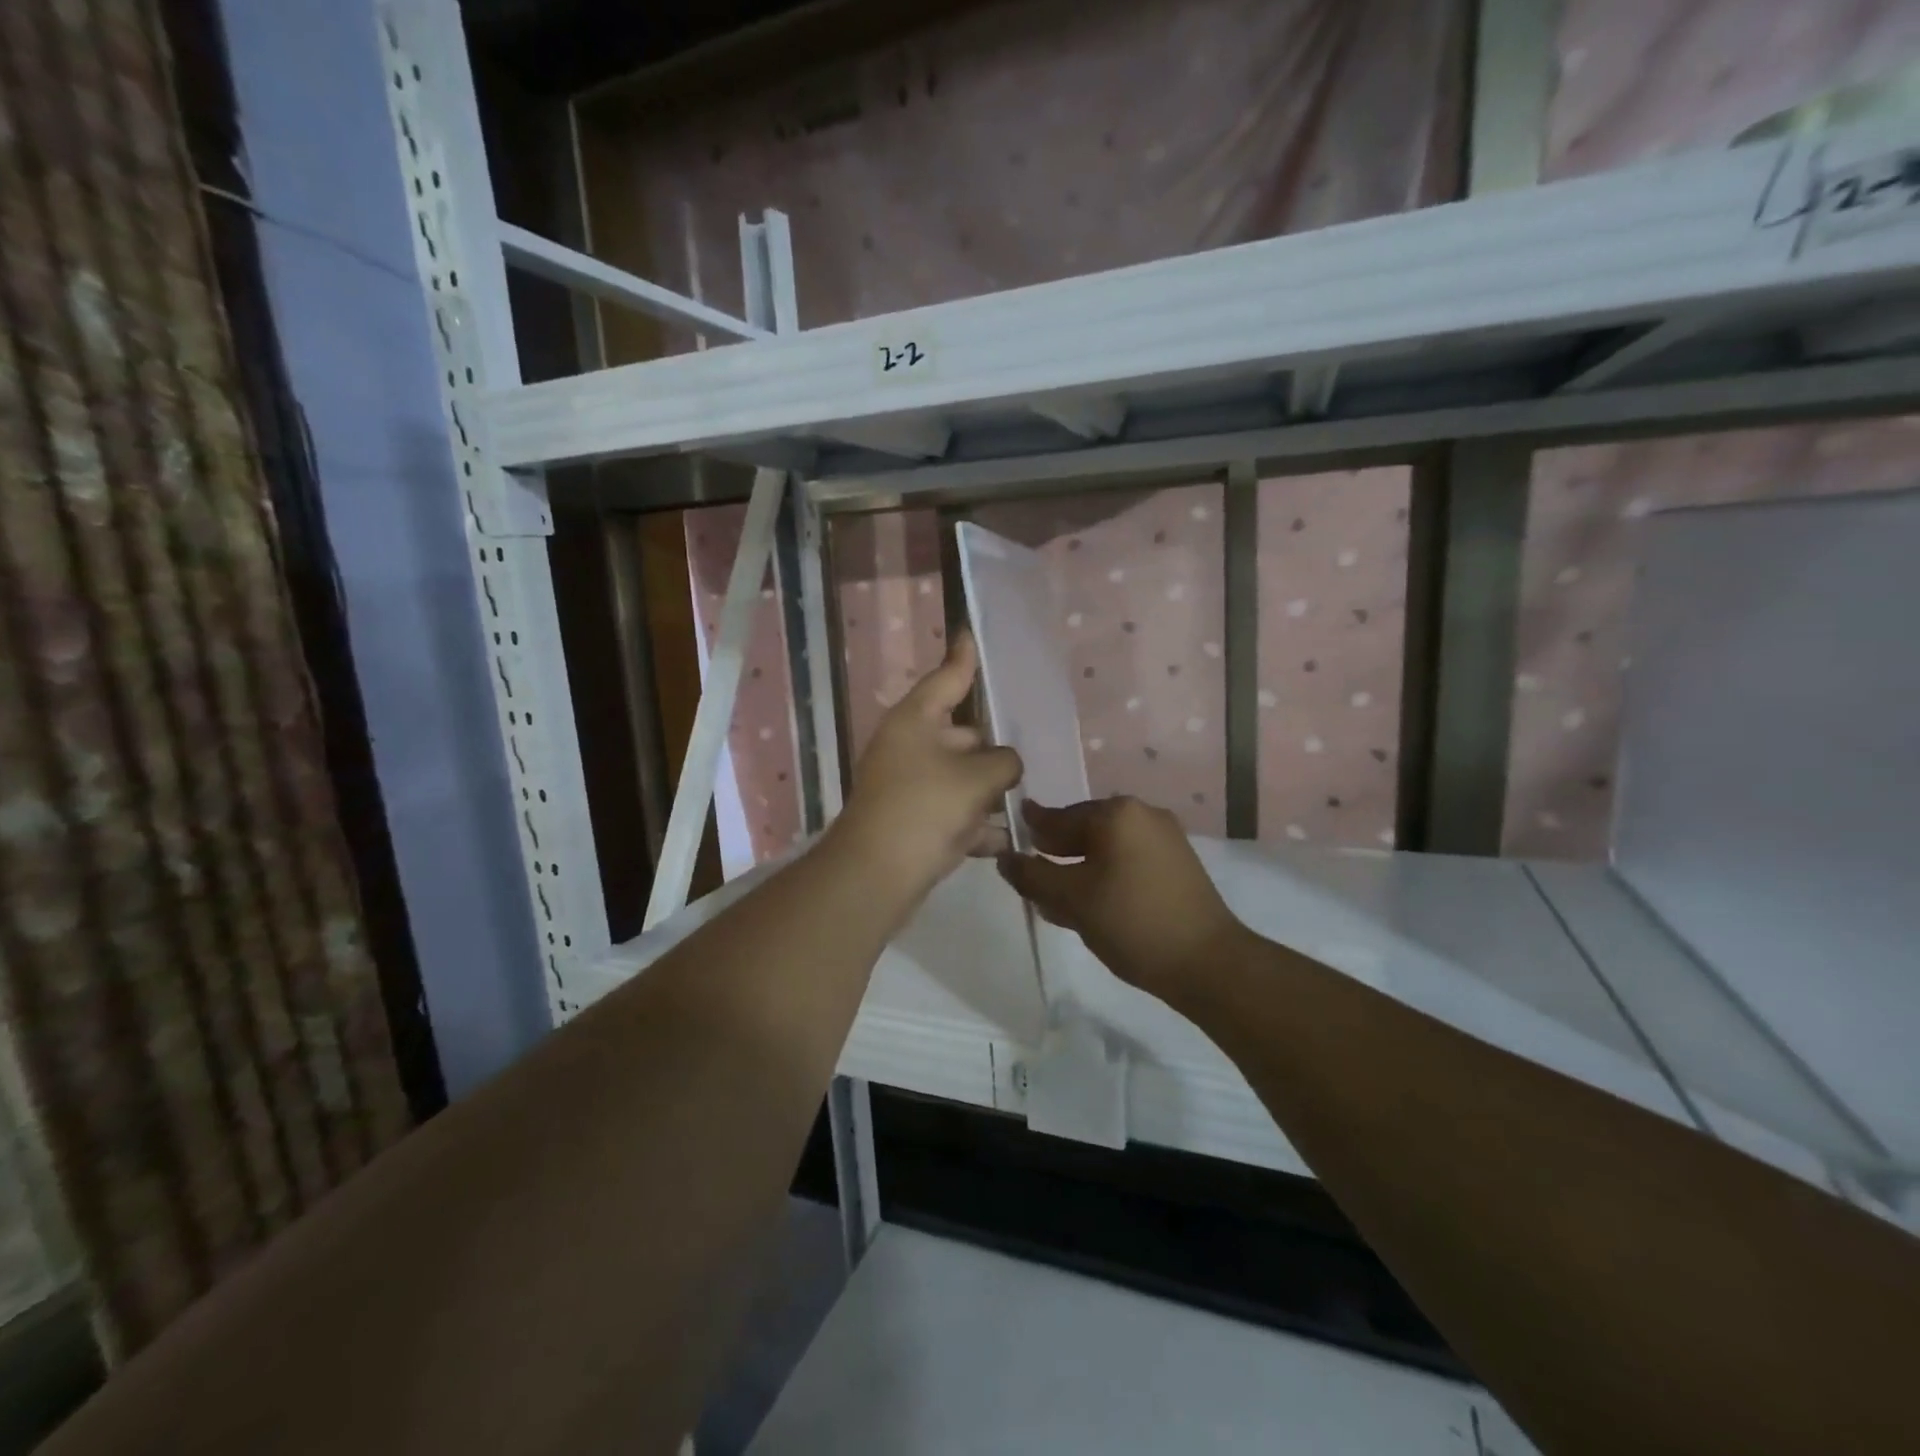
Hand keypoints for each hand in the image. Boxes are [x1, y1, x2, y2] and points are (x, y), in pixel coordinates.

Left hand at [826, 631, 1022, 906]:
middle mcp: (910, 746)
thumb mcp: (978, 777)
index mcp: (916, 721)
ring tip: (1026, 799)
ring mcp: (910, 785)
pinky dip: (975, 824)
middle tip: (1031, 753)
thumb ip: (1004, 761)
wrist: (877, 875)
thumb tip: (1005, 764)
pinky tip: (1005, 840)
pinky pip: (953, 812)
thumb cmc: (926, 808)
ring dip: (989, 791)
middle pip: (963, 734)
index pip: (947, 678)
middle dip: (994, 748)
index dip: (963, 656)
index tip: (970, 631)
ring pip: (961, 777)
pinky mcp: (913, 820)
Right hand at [997, 797, 1247, 998]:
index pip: (1058, 817)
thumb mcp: (1071, 899)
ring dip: (1079, 869)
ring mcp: (1165, 839)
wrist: (1207, 963)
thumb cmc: (1131, 921)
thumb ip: (1032, 875)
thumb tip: (1005, 858)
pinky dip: (1105, 876)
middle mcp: (1143, 815)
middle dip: (1056, 854)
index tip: (1010, 839)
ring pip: (1106, 849)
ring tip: (1057, 901)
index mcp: (1116, 813)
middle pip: (1083, 831)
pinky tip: (1091, 905)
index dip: (1031, 831)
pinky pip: (1128, 861)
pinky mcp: (1178, 865)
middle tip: (1032, 879)